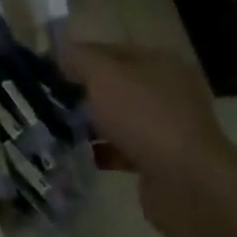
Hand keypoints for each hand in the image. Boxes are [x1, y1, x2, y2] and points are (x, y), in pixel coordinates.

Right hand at [62, 40, 236, 236]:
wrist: (189, 186)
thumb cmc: (145, 118)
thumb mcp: (103, 76)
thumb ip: (79, 58)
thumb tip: (60, 52)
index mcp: (159, 62)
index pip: (109, 50)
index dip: (77, 56)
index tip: (46, 70)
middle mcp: (168, 91)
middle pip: (114, 84)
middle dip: (82, 92)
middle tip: (47, 99)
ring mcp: (168, 128)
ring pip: (119, 118)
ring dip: (91, 123)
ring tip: (57, 128)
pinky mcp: (162, 162)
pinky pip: (124, 149)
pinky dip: (103, 151)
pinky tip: (78, 154)